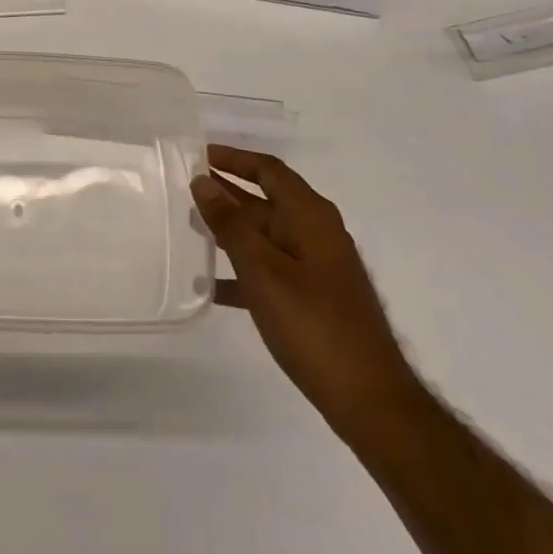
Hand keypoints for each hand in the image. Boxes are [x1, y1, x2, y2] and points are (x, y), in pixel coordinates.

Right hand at [194, 144, 421, 438]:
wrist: (369, 400)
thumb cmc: (314, 326)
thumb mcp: (263, 271)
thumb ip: (231, 224)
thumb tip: (203, 181)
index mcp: (311, 217)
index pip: (269, 170)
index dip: (234, 158)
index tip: (197, 154)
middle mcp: (316, 233)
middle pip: (266, 200)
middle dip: (227, 193)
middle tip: (183, 190)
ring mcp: (317, 267)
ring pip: (265, 236)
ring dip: (230, 230)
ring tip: (189, 229)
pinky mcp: (313, 298)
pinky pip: (270, 270)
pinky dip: (242, 270)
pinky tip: (211, 285)